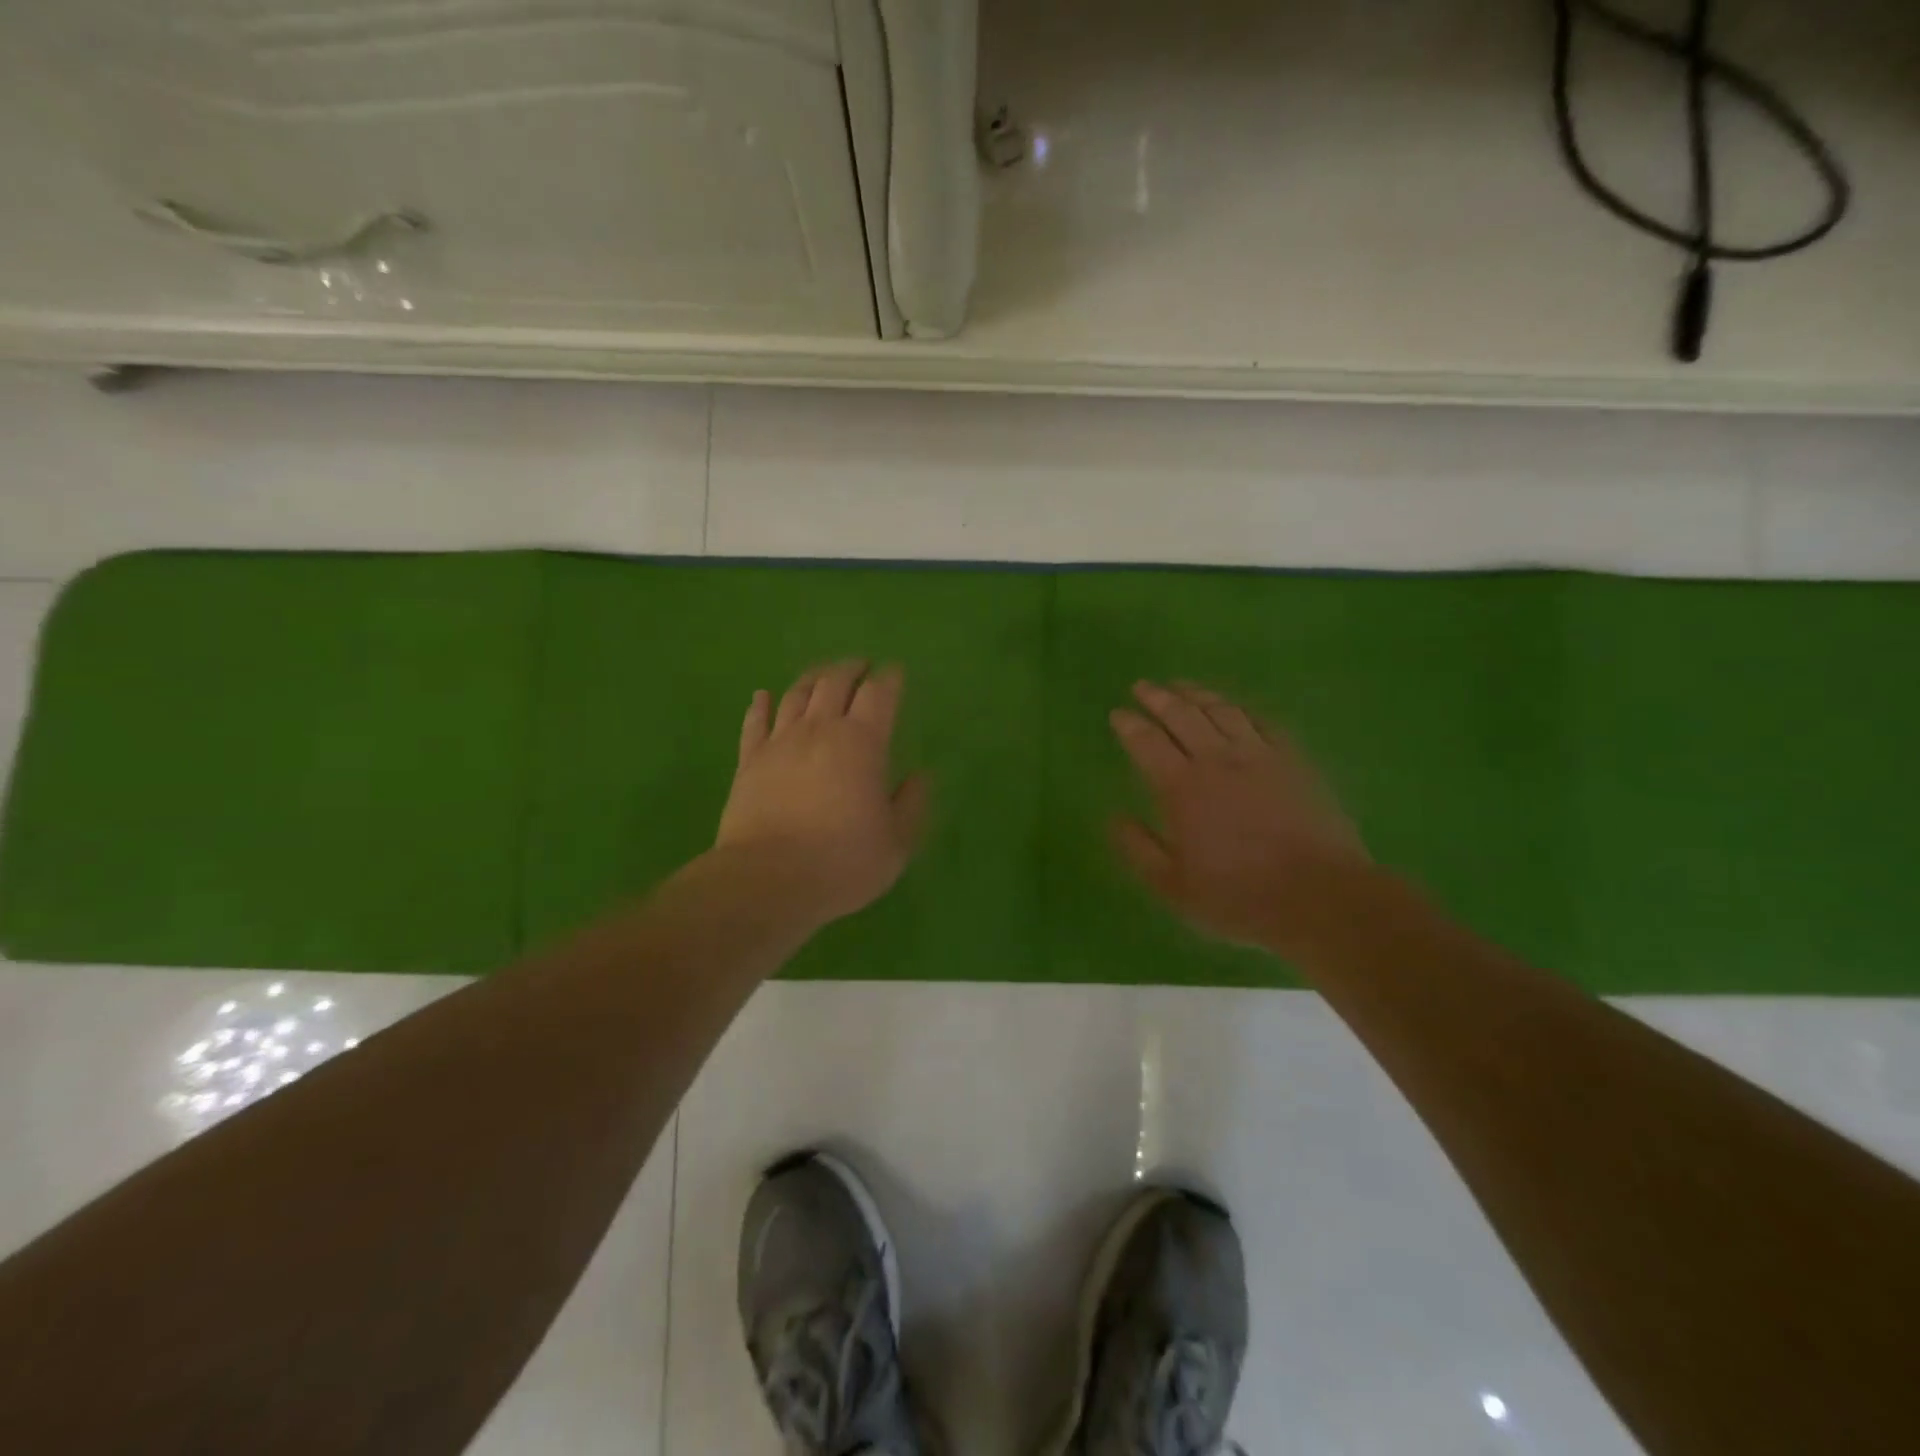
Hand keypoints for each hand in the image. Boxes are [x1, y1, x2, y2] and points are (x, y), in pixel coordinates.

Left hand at [716, 661, 927, 927]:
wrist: (767, 881)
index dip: (890, 679)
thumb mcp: (896, 843)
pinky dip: (761, 704)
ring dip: (813, 678)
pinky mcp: (749, 761)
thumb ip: (911, 805)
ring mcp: (780, 743)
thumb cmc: (841, 862)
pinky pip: (755, 722)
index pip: (879, 694)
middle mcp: (820, 730)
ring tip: (823, 675)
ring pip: (796, 694)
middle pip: (835, 683)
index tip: (895, 672)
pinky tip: (762, 696)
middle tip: (862, 666)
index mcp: (862, 743)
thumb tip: (920, 777)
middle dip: (852, 669)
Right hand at [1110, 681, 1369, 953]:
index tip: (1118, 713)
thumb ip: (1138, 848)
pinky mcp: (1294, 761)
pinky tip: (1236, 708)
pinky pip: (1263, 723)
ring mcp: (1260, 756)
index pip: (1147, 742)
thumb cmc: (1238, 896)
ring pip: (1223, 711)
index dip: (1129, 725)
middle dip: (1158, 697)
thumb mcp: (1172, 886)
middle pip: (1183, 715)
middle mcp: (1217, 760)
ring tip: (1182, 686)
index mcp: (1181, 787)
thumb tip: (1115, 817)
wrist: (1319, 897)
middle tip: (1142, 686)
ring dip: (1198, 694)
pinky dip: (1242, 710)